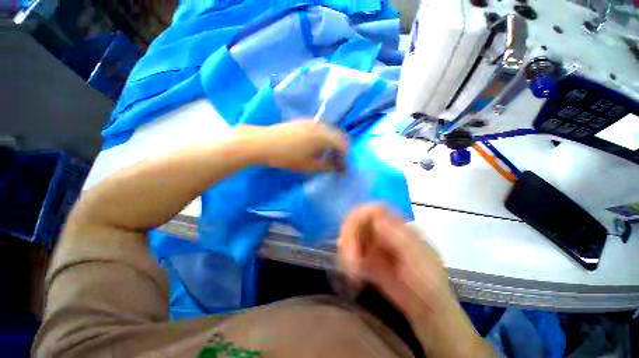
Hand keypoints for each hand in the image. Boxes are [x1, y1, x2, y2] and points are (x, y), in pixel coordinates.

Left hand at [237, 121, 348, 172]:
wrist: (264, 143)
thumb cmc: (288, 157)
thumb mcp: (310, 166)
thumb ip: (328, 167)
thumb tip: (339, 168)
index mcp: (325, 136)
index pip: (344, 146)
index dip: (345, 158)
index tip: (342, 169)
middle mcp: (321, 125)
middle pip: (339, 136)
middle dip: (340, 150)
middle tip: (336, 163)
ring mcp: (312, 122)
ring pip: (329, 132)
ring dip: (332, 144)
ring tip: (326, 156)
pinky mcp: (303, 122)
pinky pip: (320, 129)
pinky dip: (324, 139)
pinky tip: (316, 147)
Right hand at [339, 206, 493, 357]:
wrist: (428, 308)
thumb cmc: (428, 281)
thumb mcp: (416, 257)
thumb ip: (397, 236)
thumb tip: (375, 217)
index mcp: (398, 227)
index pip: (375, 210)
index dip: (360, 214)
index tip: (350, 228)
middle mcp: (384, 232)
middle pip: (359, 222)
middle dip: (350, 236)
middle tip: (349, 258)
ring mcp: (375, 245)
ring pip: (353, 236)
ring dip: (347, 249)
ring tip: (351, 270)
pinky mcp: (368, 259)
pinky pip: (352, 252)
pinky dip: (347, 258)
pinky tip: (351, 272)